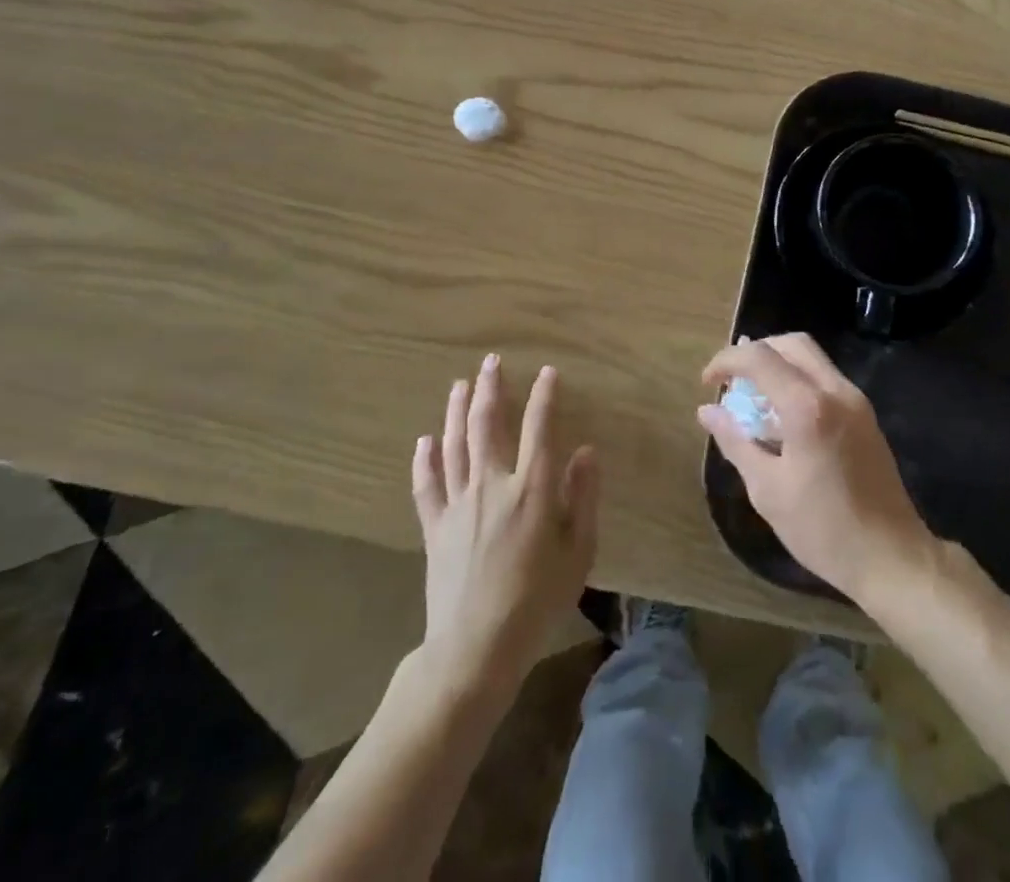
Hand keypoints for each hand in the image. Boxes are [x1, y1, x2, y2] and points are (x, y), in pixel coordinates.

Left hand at [413, 355, 598, 690]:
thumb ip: (583, 497)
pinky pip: (426, 484)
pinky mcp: (434, 526)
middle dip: (490, 389)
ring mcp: (458, 504)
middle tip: (489, 362)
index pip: (538, 427)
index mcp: (532, 489)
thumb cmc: (538, 601)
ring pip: (454, 445)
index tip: (547, 372)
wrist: (476, 648)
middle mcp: (492, 484)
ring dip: (455, 410)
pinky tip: (424, 440)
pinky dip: (424, 460)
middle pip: (486, 424)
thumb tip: (585, 450)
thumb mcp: (579, 552)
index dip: (544, 396)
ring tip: (459, 384)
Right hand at [698, 334, 935, 603]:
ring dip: (779, 365)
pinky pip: (826, 380)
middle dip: (756, 352)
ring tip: (753, 398)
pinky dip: (798, 381)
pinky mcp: (866, 416)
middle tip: (732, 380)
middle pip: (792, 344)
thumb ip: (736, 442)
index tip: (707, 383)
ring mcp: (856, 401)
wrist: (891, 557)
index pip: (759, 358)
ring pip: (812, 359)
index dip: (727, 361)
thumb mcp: (767, 490)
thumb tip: (707, 412)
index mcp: (808, 407)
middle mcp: (836, 391)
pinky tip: (782, 417)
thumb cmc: (823, 529)